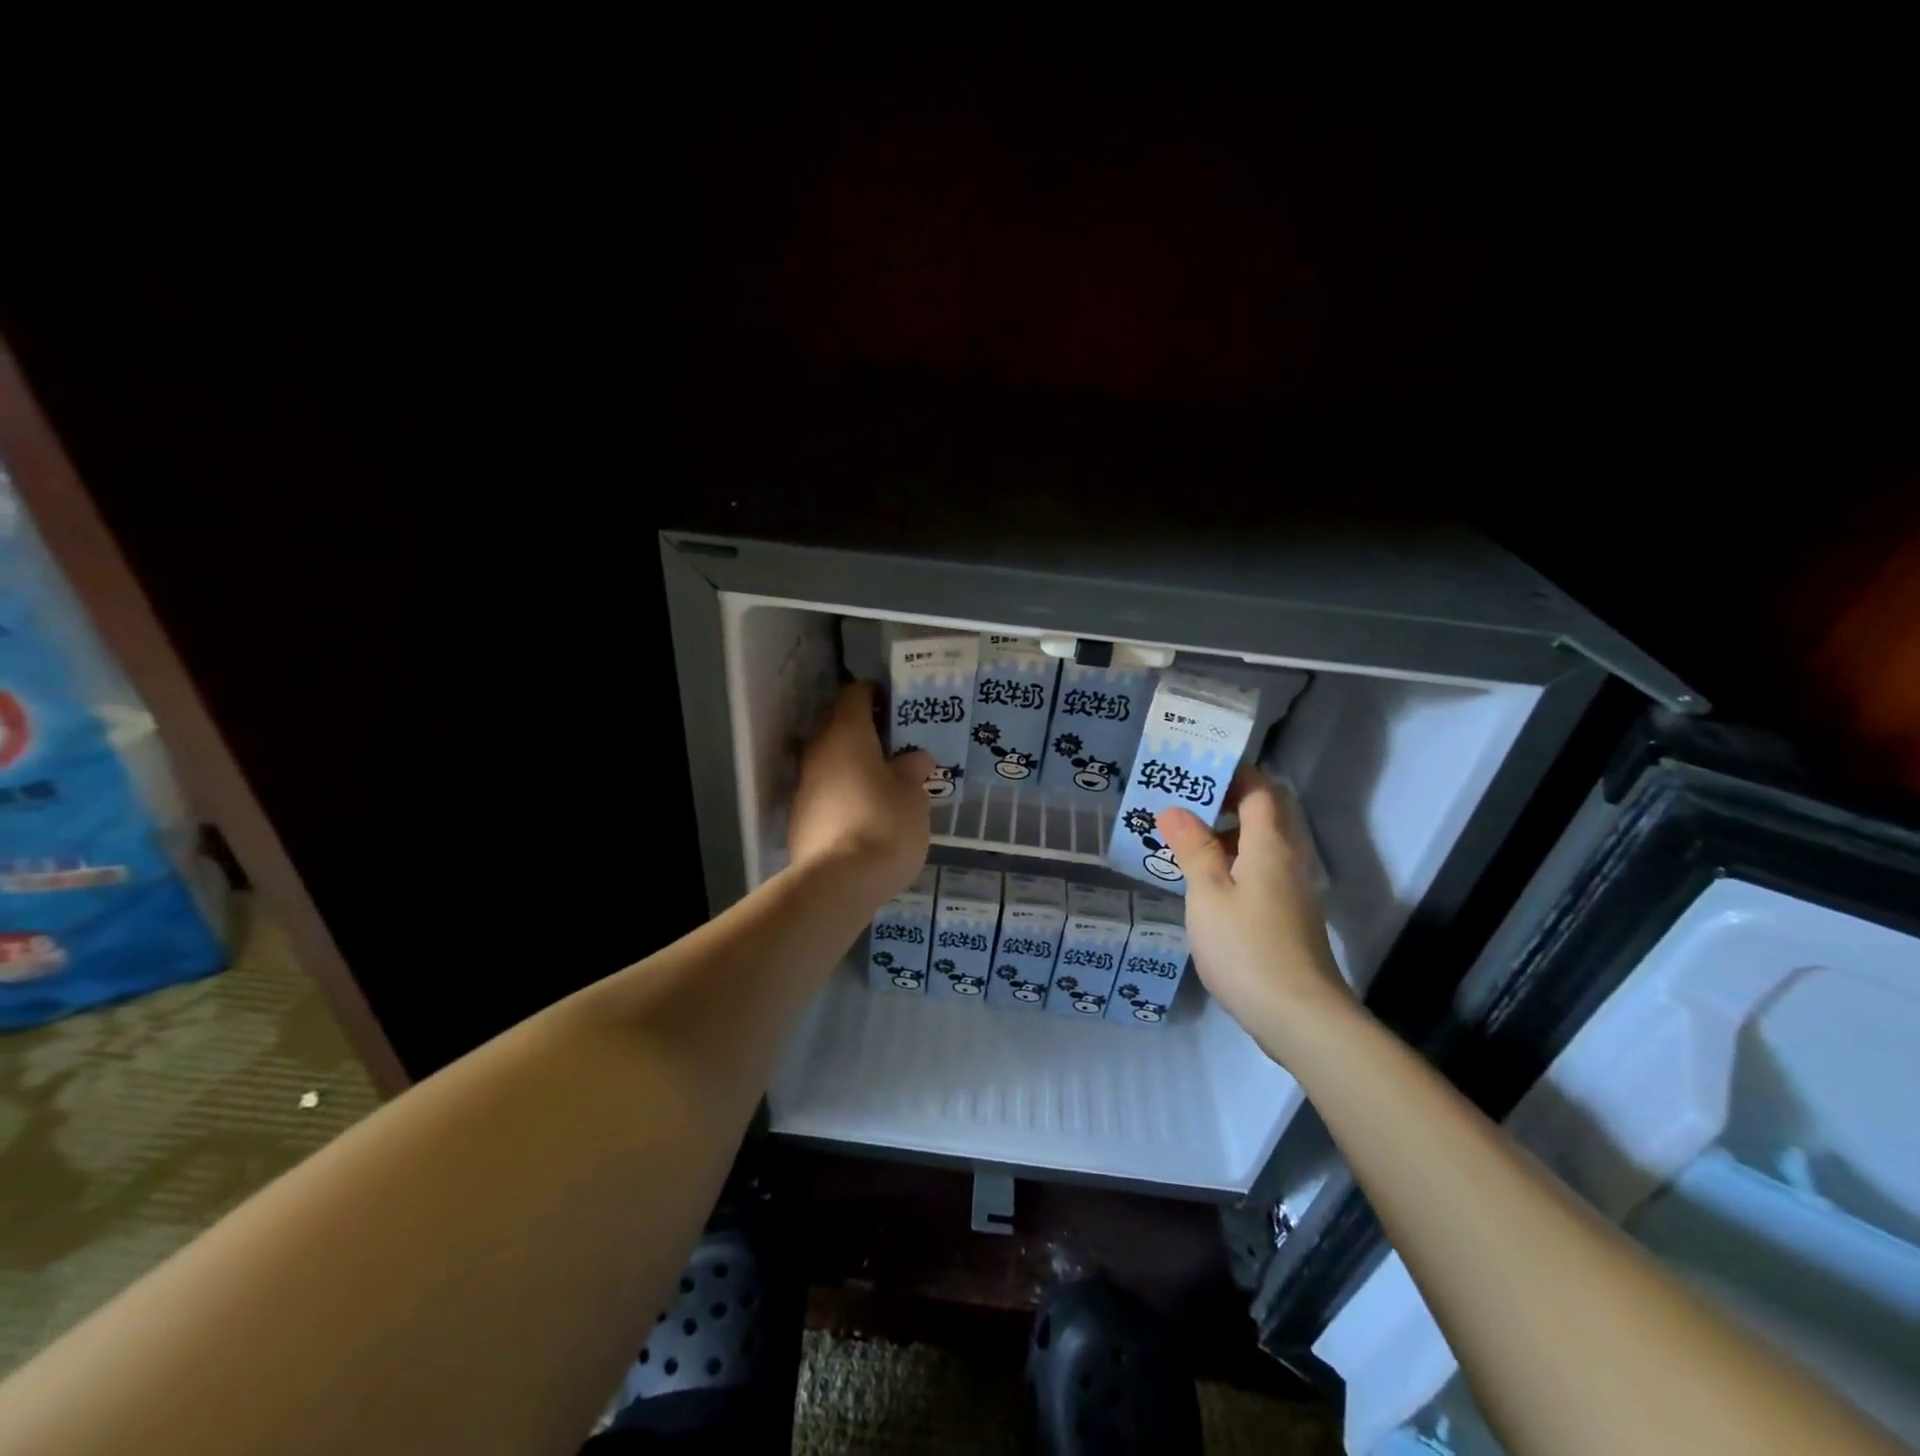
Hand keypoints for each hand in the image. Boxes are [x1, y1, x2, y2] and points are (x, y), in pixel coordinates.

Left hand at [787, 682, 933, 904]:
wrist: (838, 883)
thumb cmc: (885, 824)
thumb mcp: (914, 794)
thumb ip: (913, 769)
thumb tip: (914, 758)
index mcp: (846, 734)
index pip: (854, 694)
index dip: (875, 694)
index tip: (896, 705)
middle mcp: (818, 751)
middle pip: (835, 724)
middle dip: (861, 727)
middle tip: (892, 741)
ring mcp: (803, 785)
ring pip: (827, 759)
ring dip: (850, 761)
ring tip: (881, 778)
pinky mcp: (799, 817)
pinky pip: (822, 790)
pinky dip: (841, 790)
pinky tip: (863, 810)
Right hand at [1158, 771, 1358, 1065]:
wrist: (1300, 1017)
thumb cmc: (1247, 947)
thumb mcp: (1208, 894)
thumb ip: (1193, 849)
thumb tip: (1175, 809)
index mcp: (1270, 846)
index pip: (1259, 791)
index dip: (1233, 774)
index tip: (1195, 768)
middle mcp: (1288, 862)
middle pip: (1262, 817)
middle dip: (1223, 805)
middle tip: (1178, 805)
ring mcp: (1291, 893)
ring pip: (1258, 849)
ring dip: (1224, 839)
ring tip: (1180, 844)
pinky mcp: (1287, 920)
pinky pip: (1258, 875)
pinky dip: (1231, 868)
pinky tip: (1203, 887)